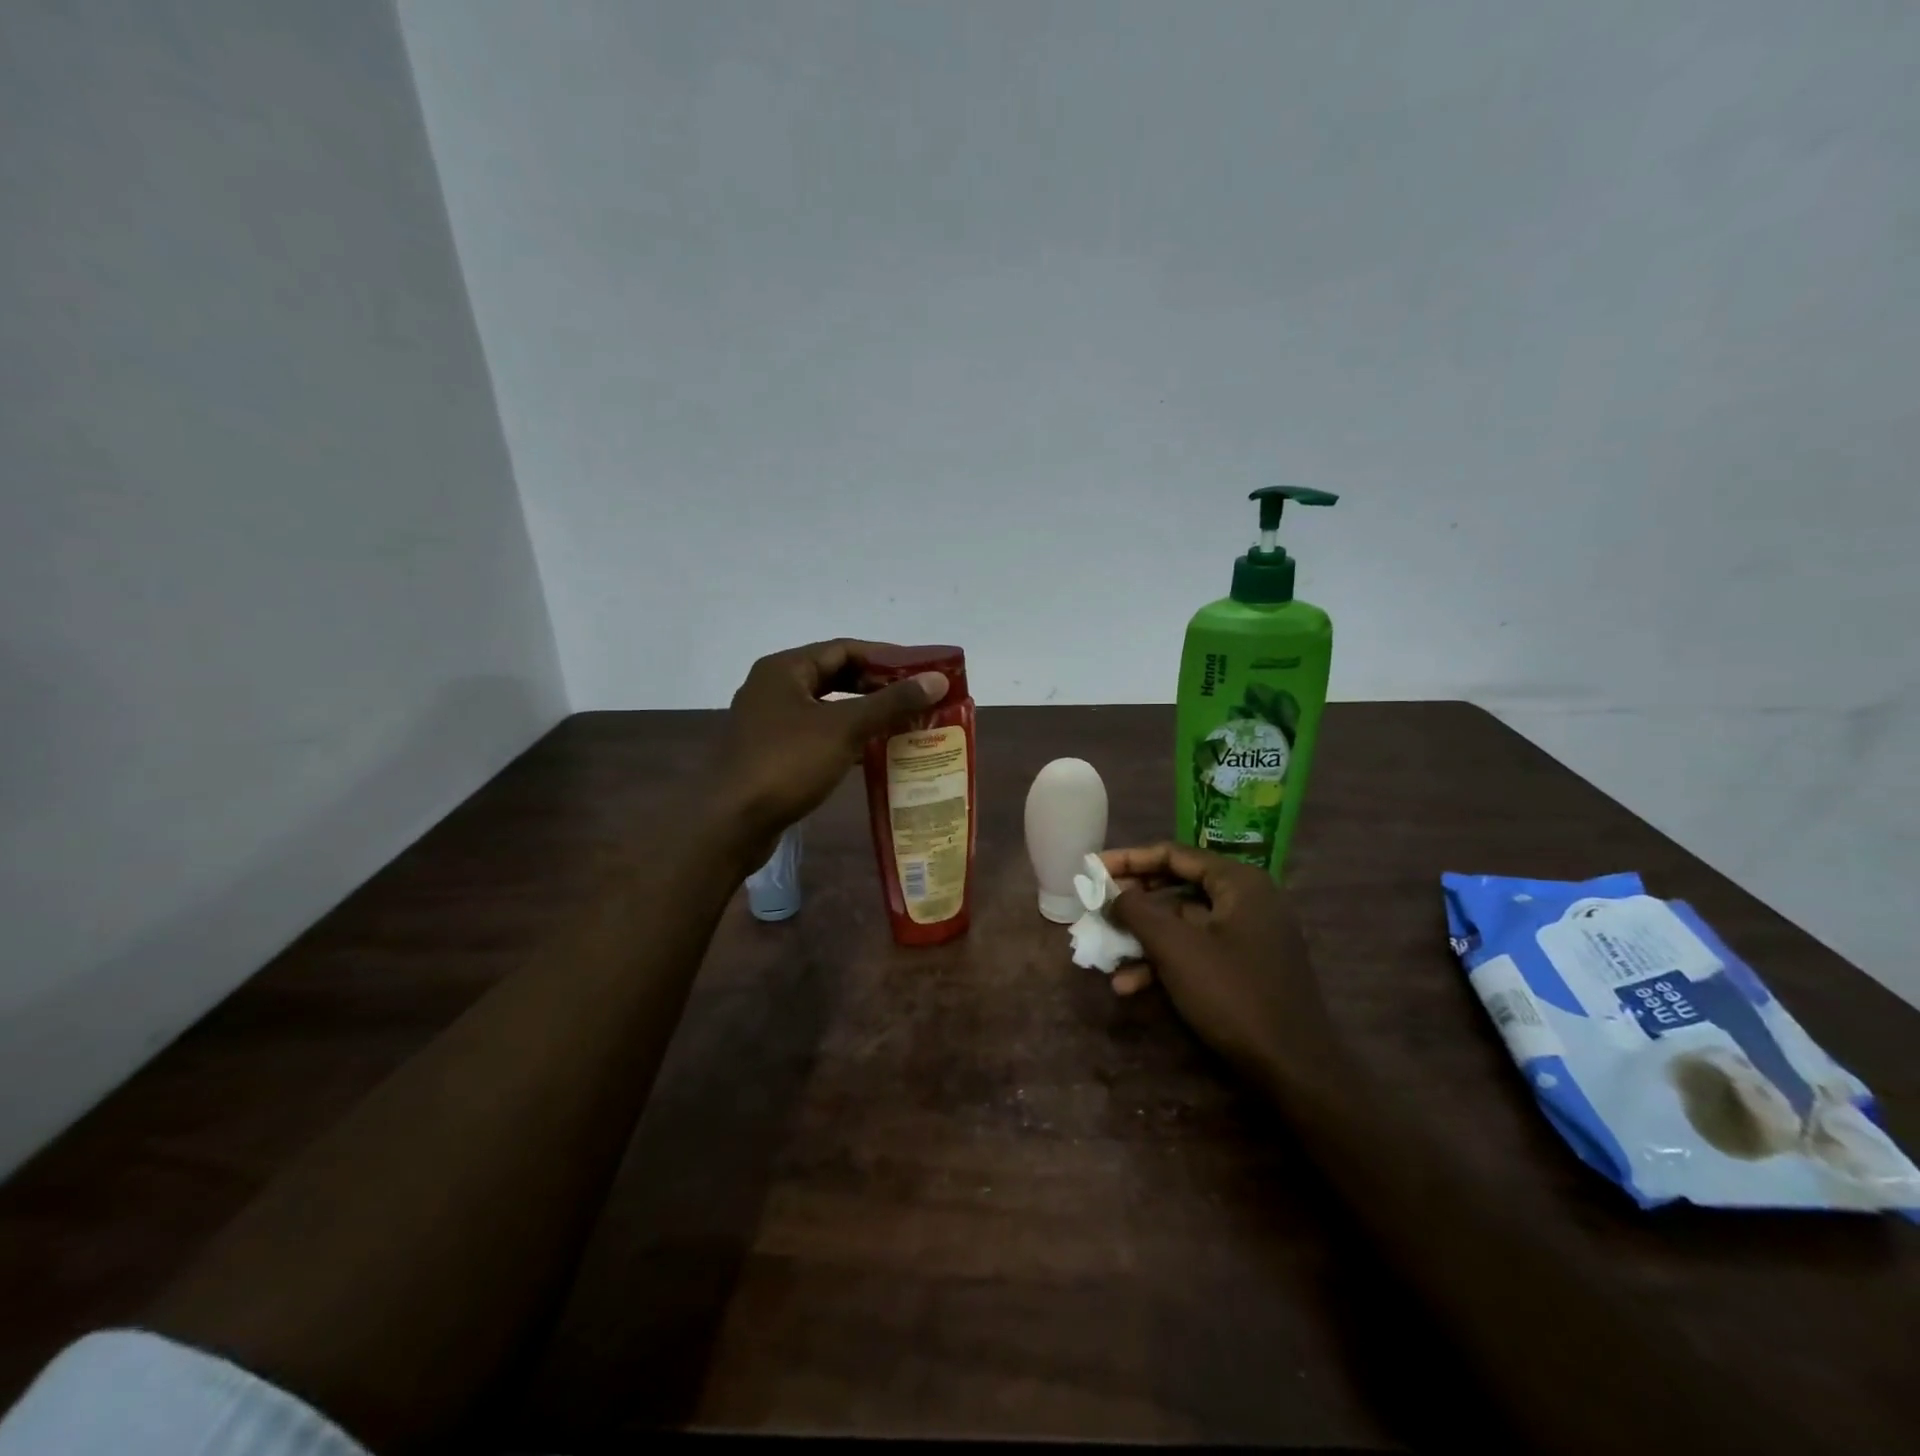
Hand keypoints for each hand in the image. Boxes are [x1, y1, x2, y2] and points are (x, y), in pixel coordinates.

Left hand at [715, 639, 947, 860]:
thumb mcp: (845, 728)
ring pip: (826, 708)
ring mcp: (769, 722)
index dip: (886, 657)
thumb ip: (892, 702)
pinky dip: (845, 738)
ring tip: (903, 724)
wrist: (732, 823)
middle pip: (834, 676)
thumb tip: (937, 679)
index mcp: (785, 669)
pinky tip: (873, 752)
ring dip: (863, 714)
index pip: (844, 648)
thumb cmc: (787, 763)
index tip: (921, 671)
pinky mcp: (771, 753)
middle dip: (876, 687)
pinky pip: (816, 734)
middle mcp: (774, 688)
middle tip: (916, 699)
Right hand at [1102, 843, 1329, 1079]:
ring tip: (1105, 954)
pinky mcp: (1245, 968)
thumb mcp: (1175, 948)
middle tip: (1097, 907)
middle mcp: (1247, 901)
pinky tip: (1131, 985)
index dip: (1130, 859)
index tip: (1093, 868)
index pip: (1174, 854)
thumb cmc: (1232, 994)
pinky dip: (1165, 962)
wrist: (1293, 1069)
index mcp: (1239, 883)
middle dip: (1134, 902)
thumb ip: (1137, 911)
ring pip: (1183, 923)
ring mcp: (1248, 936)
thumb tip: (1112, 892)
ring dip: (1143, 938)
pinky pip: (1197, 950)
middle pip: (1177, 887)